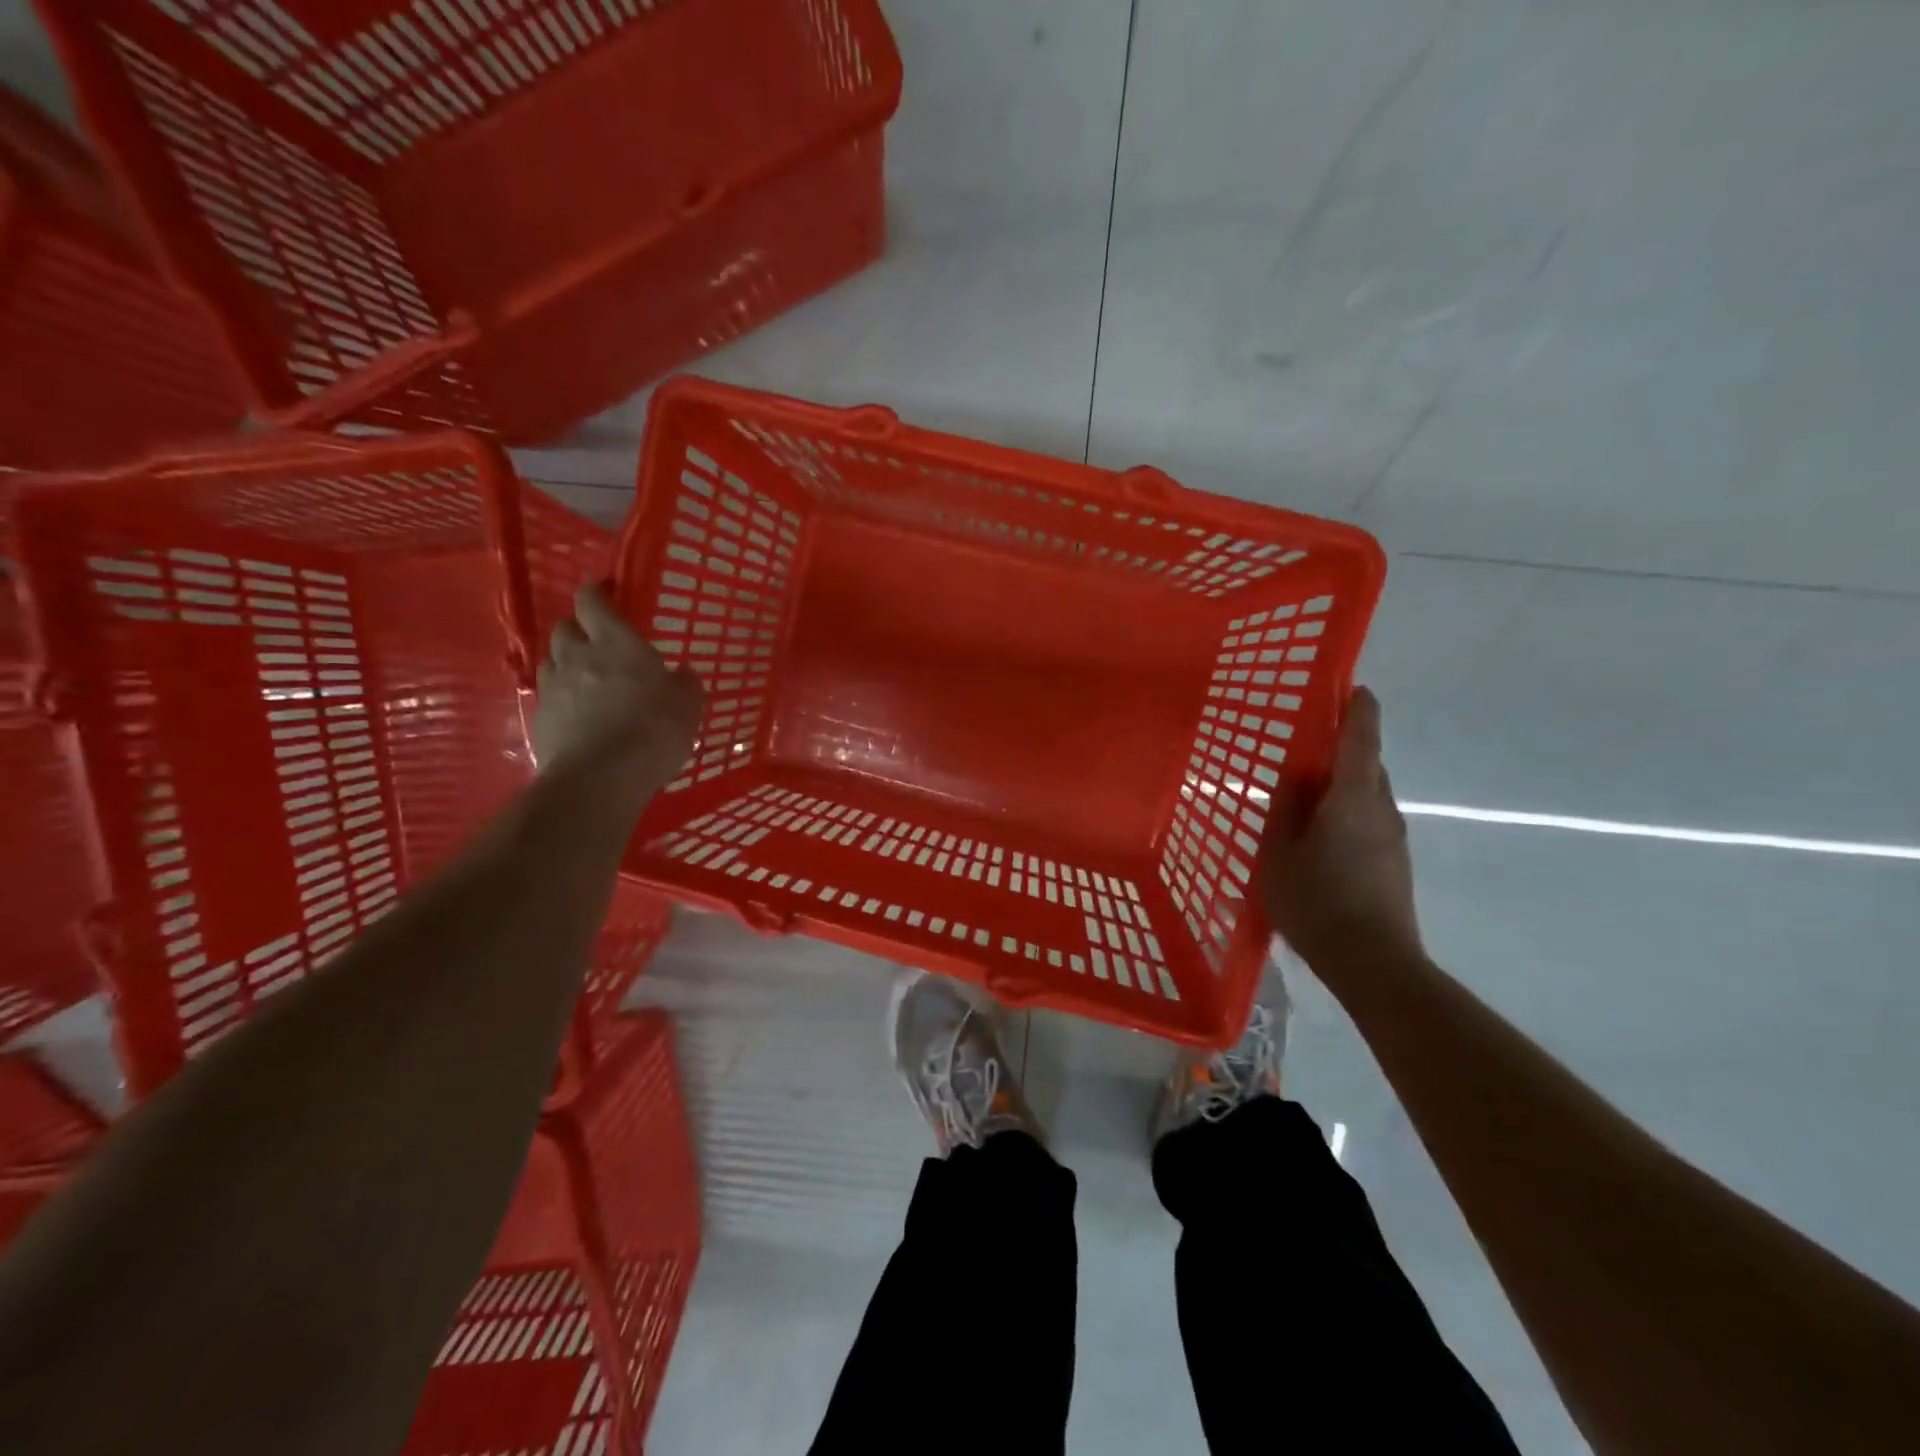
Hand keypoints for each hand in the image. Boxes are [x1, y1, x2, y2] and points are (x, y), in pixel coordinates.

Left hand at [531, 583, 703, 787]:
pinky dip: (562, 696)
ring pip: (552, 659)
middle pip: (566, 627)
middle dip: (580, 628)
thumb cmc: (653, 730)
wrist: (600, 778)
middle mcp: (577, 656)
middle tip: (599, 640)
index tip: (607, 592)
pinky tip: (579, 712)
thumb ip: (684, 682)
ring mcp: (554, 688)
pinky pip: (549, 695)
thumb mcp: (689, 703)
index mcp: (615, 642)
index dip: (598, 592)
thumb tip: (680, 673)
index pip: (593, 600)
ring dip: (567, 661)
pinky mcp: (540, 719)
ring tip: (586, 676)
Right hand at [1257, 687, 1423, 971]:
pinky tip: (1320, 834)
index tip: (1352, 686)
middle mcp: (1381, 808)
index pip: (1361, 737)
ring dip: (1343, 783)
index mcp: (1352, 796)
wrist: (1373, 963)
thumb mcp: (1278, 853)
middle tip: (1307, 746)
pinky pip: (1369, 820)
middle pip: (1366, 763)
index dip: (1358, 707)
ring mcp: (1393, 837)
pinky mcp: (1395, 862)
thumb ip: (1285, 808)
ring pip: (1368, 794)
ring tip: (1306, 794)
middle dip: (1343, 747)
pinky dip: (1348, 811)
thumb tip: (1295, 776)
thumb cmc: (1316, 901)